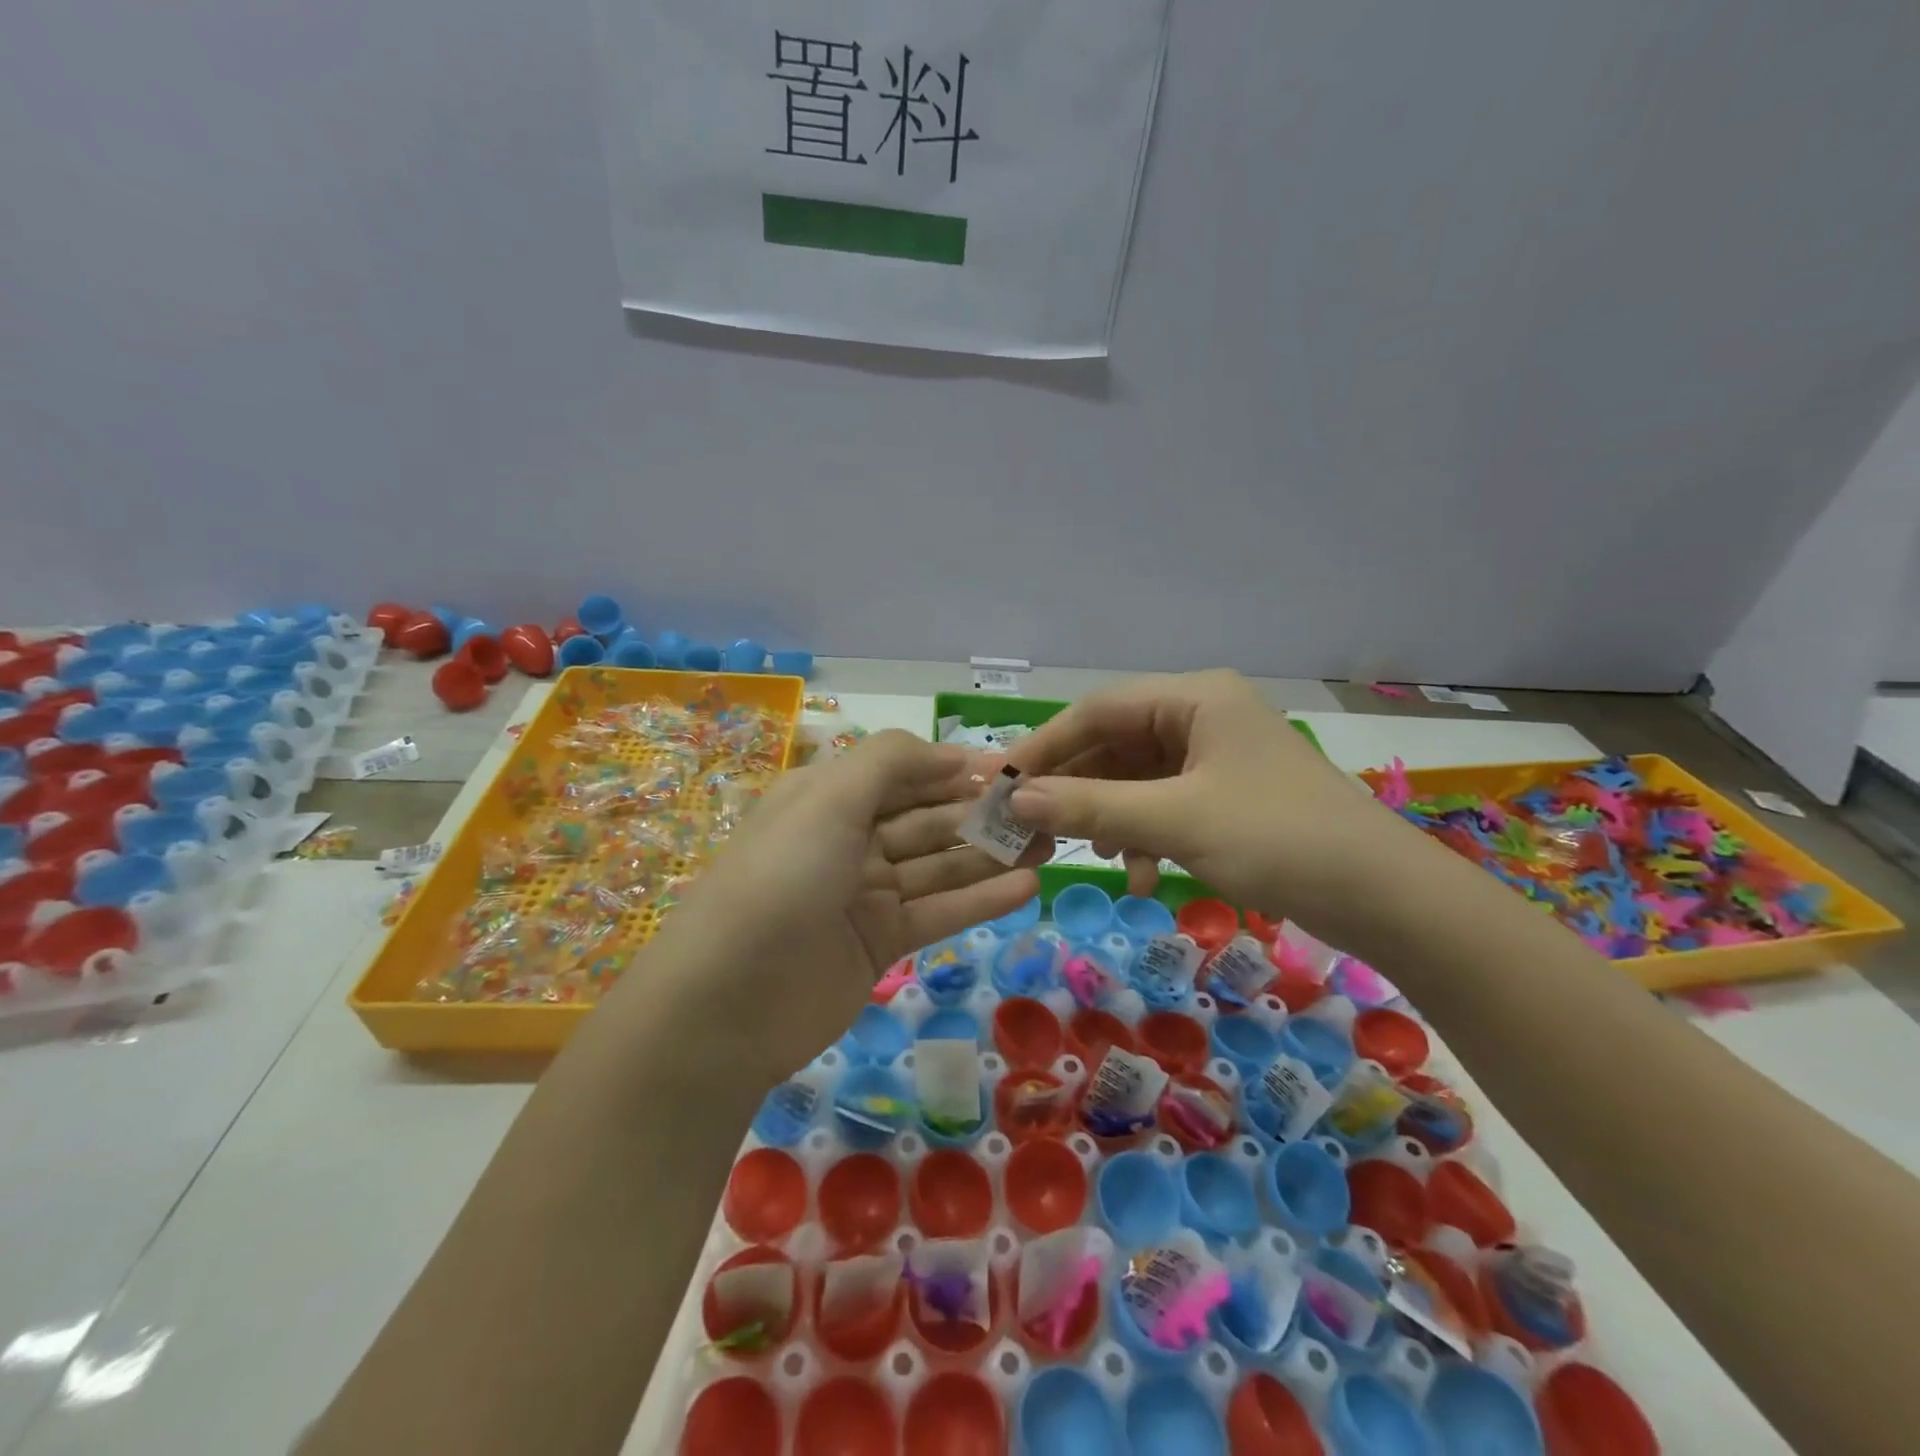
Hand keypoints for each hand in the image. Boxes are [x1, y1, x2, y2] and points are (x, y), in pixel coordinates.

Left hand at [626, 730, 1046, 1082]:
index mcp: (828, 798)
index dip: (956, 769)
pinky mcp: (881, 943)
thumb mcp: (827, 799)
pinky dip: (980, 899)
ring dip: (991, 854)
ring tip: (1050, 844)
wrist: (727, 1004)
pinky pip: (938, 913)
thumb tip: (953, 753)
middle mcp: (848, 840)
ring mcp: (865, 894)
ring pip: (940, 866)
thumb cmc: (780, 879)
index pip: (904, 772)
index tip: (1014, 770)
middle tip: (1046, 811)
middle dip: (983, 813)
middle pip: (928, 819)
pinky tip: (1027, 886)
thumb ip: (890, 762)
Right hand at [1003, 670, 1416, 940]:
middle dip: (1076, 788)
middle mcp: (1203, 716)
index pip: (1098, 710)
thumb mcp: (1175, 820)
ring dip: (1109, 817)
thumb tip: (1016, 798)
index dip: (1046, 746)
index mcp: (1195, 698)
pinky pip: (1164, 805)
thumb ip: (1092, 805)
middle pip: (1115, 744)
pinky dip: (1144, 835)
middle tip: (1031, 826)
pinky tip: (1140, 875)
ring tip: (1088, 853)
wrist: (1384, 897)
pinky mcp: (1226, 796)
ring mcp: (1216, 758)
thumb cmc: (1276, 838)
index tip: (1002, 783)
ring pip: (1136, 779)